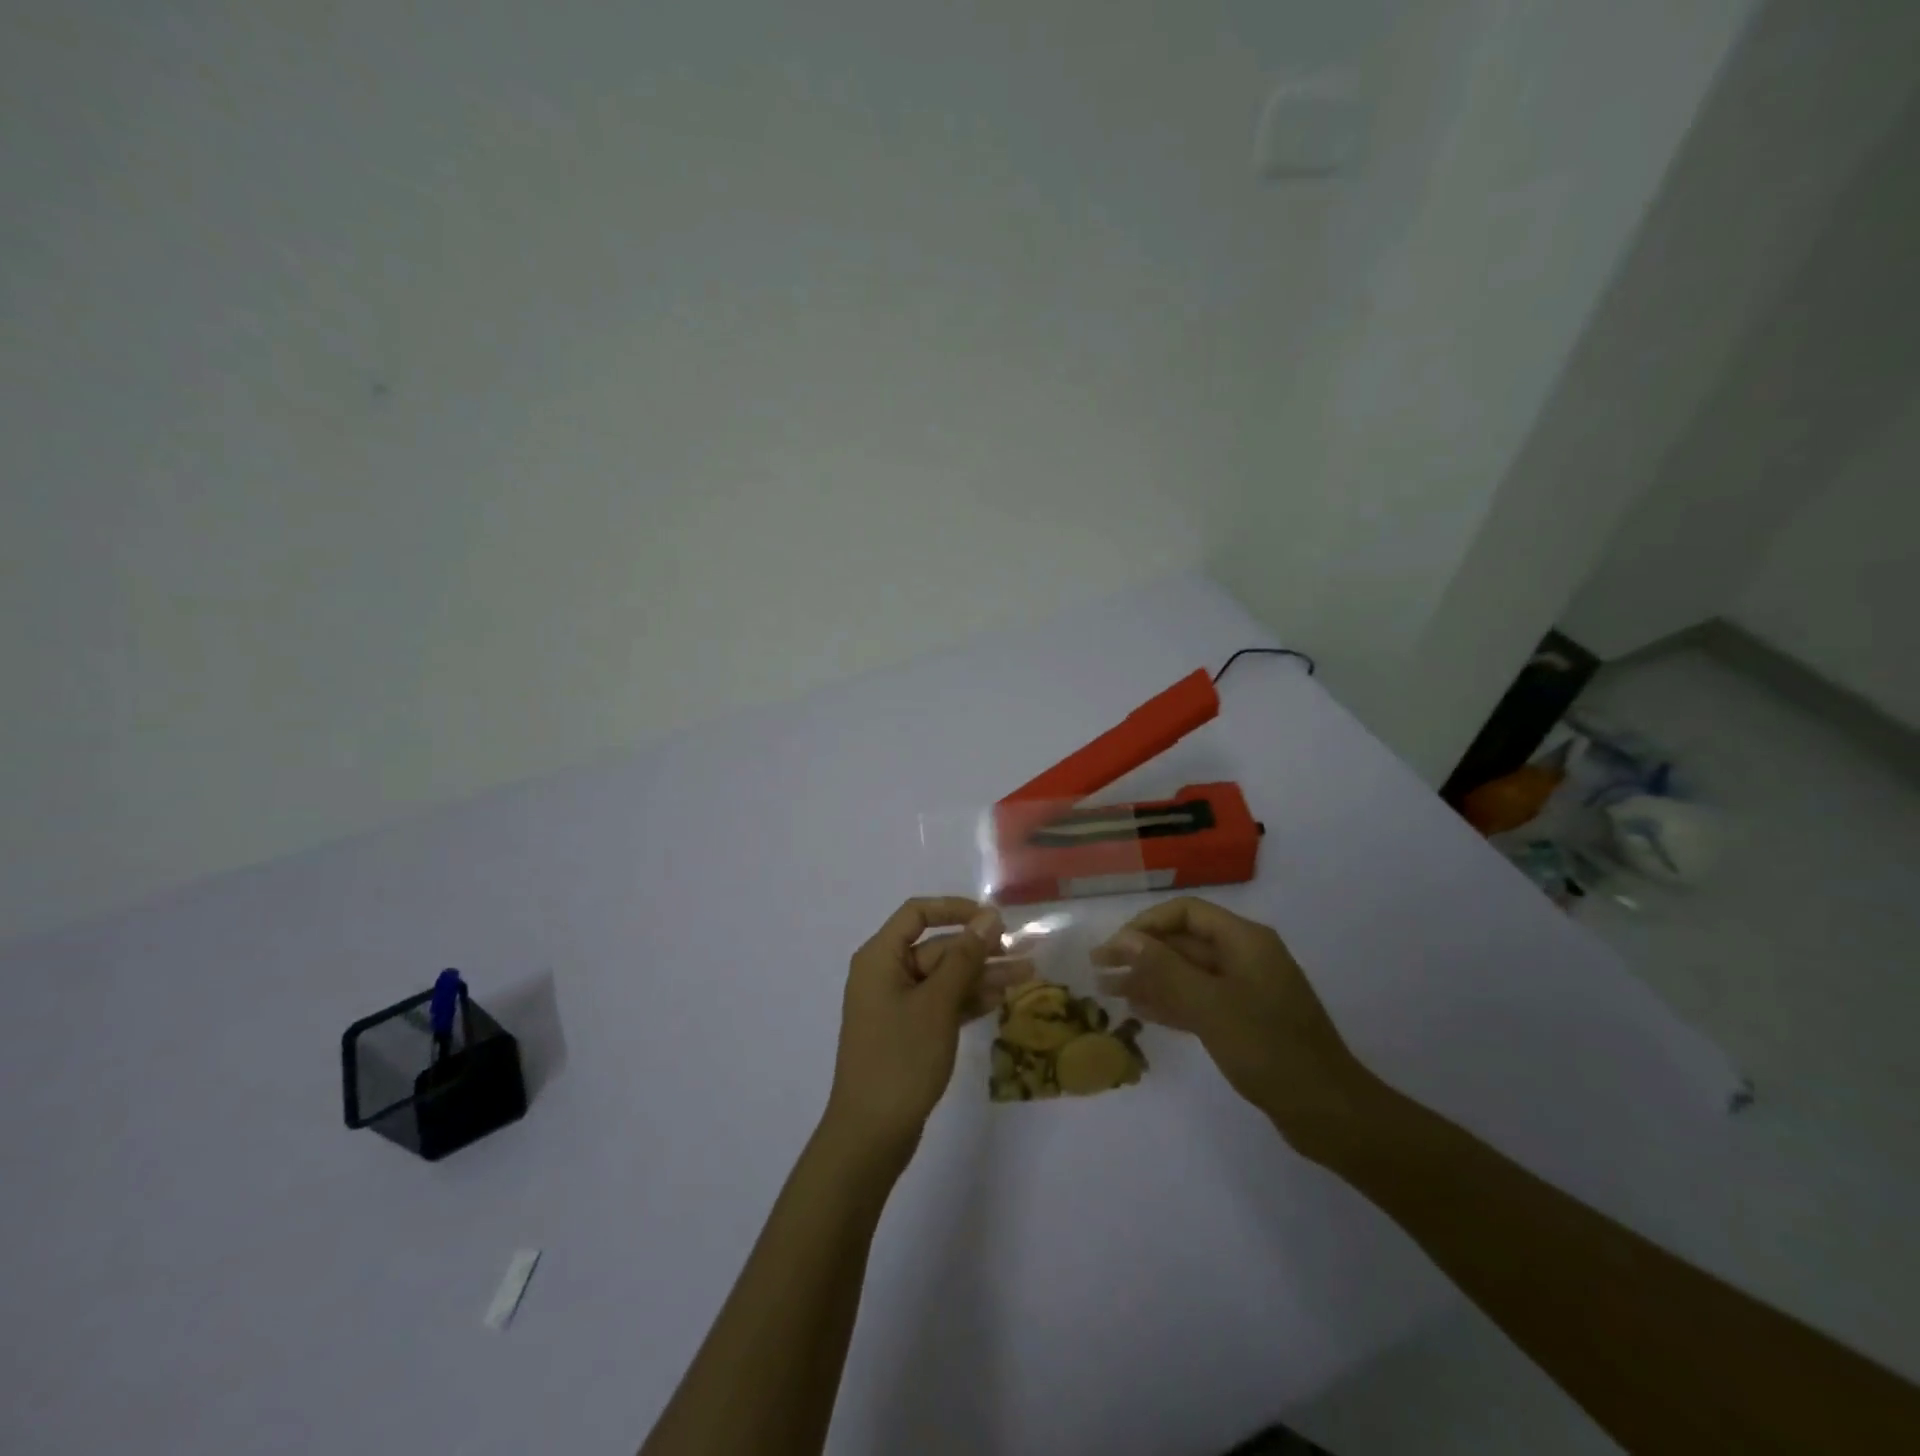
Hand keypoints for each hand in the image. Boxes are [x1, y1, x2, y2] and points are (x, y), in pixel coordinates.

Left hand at [823, 898, 1030, 1159]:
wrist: (871, 1135)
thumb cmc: (901, 1059)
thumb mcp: (937, 1004)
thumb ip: (964, 957)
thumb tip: (989, 917)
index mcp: (880, 957)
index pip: (918, 913)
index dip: (956, 909)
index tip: (993, 919)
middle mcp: (885, 973)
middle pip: (936, 947)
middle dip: (979, 950)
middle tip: (1023, 954)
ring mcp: (896, 1004)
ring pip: (944, 977)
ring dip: (981, 976)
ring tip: (1027, 976)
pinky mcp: (908, 1031)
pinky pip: (941, 1003)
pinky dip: (968, 1000)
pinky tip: (1001, 999)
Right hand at [1092, 897, 1377, 1159]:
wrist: (1327, 1111)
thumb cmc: (1267, 1048)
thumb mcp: (1209, 1005)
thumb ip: (1163, 968)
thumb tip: (1124, 938)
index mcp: (1244, 940)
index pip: (1185, 913)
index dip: (1146, 925)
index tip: (1114, 948)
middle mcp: (1245, 956)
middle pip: (1184, 942)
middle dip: (1141, 954)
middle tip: (1099, 971)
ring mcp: (1246, 990)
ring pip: (1188, 973)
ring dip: (1150, 979)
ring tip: (1109, 992)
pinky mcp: (1245, 1020)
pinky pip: (1199, 999)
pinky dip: (1170, 1002)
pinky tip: (1140, 1011)